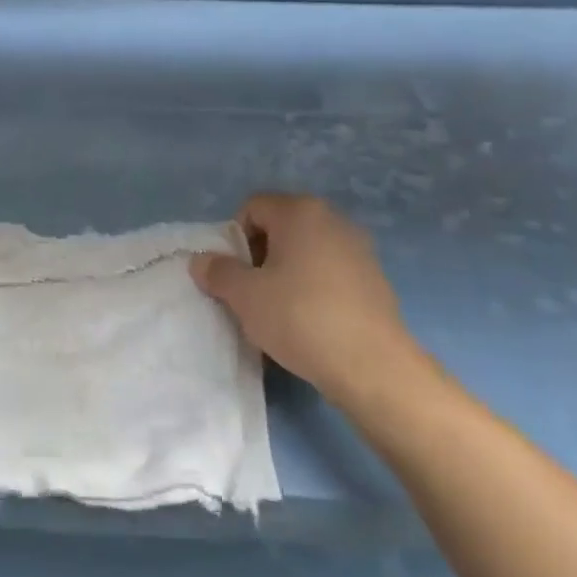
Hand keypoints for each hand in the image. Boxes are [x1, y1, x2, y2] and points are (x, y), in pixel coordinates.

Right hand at [190, 193, 431, 412]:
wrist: (374, 368)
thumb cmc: (301, 318)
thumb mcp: (245, 296)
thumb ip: (218, 272)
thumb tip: (201, 261)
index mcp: (300, 211)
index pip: (252, 208)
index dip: (234, 239)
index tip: (235, 275)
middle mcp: (332, 219)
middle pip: (280, 227)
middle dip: (260, 256)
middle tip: (252, 294)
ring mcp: (359, 248)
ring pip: (305, 252)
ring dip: (286, 274)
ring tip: (280, 312)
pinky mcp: (375, 279)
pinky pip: (330, 273)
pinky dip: (314, 289)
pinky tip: (310, 323)